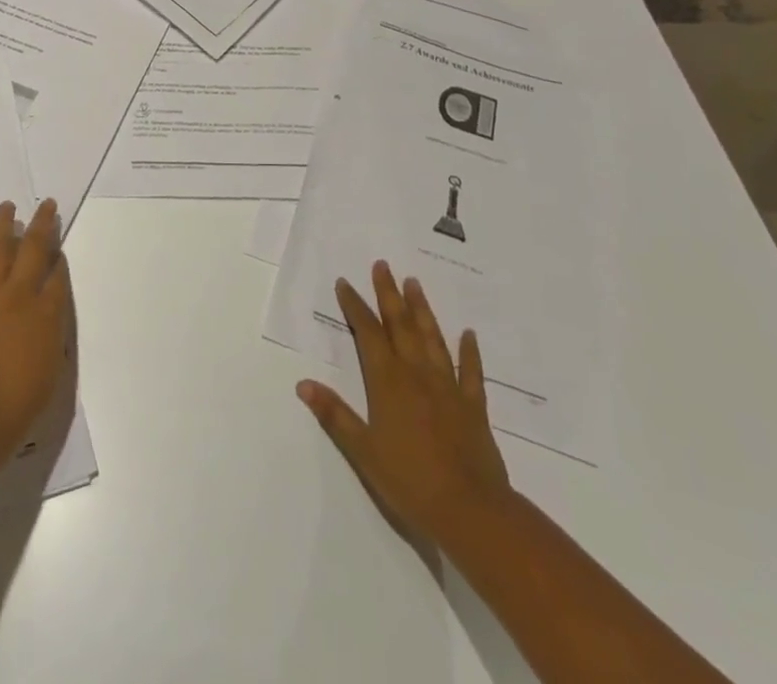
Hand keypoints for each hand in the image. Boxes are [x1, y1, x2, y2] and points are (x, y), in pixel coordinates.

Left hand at [0, 199, 72, 464]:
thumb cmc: (18, 405)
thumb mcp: (51, 372)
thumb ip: (52, 339)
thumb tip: (50, 320)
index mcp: (48, 314)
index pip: (58, 277)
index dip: (60, 259)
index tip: (59, 247)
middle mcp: (21, 294)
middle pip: (35, 250)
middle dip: (42, 225)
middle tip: (46, 204)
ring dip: (3, 225)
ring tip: (7, 205)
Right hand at [297, 260, 513, 545]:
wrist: (470, 511)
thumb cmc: (409, 482)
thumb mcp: (362, 451)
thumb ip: (334, 415)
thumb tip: (303, 384)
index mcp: (387, 382)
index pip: (368, 334)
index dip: (355, 307)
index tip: (346, 283)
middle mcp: (417, 374)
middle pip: (400, 325)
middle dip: (388, 294)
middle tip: (383, 265)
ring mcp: (448, 388)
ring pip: (432, 338)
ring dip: (422, 310)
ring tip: (414, 283)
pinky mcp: (473, 406)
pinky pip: (471, 372)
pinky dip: (469, 351)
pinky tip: (468, 334)